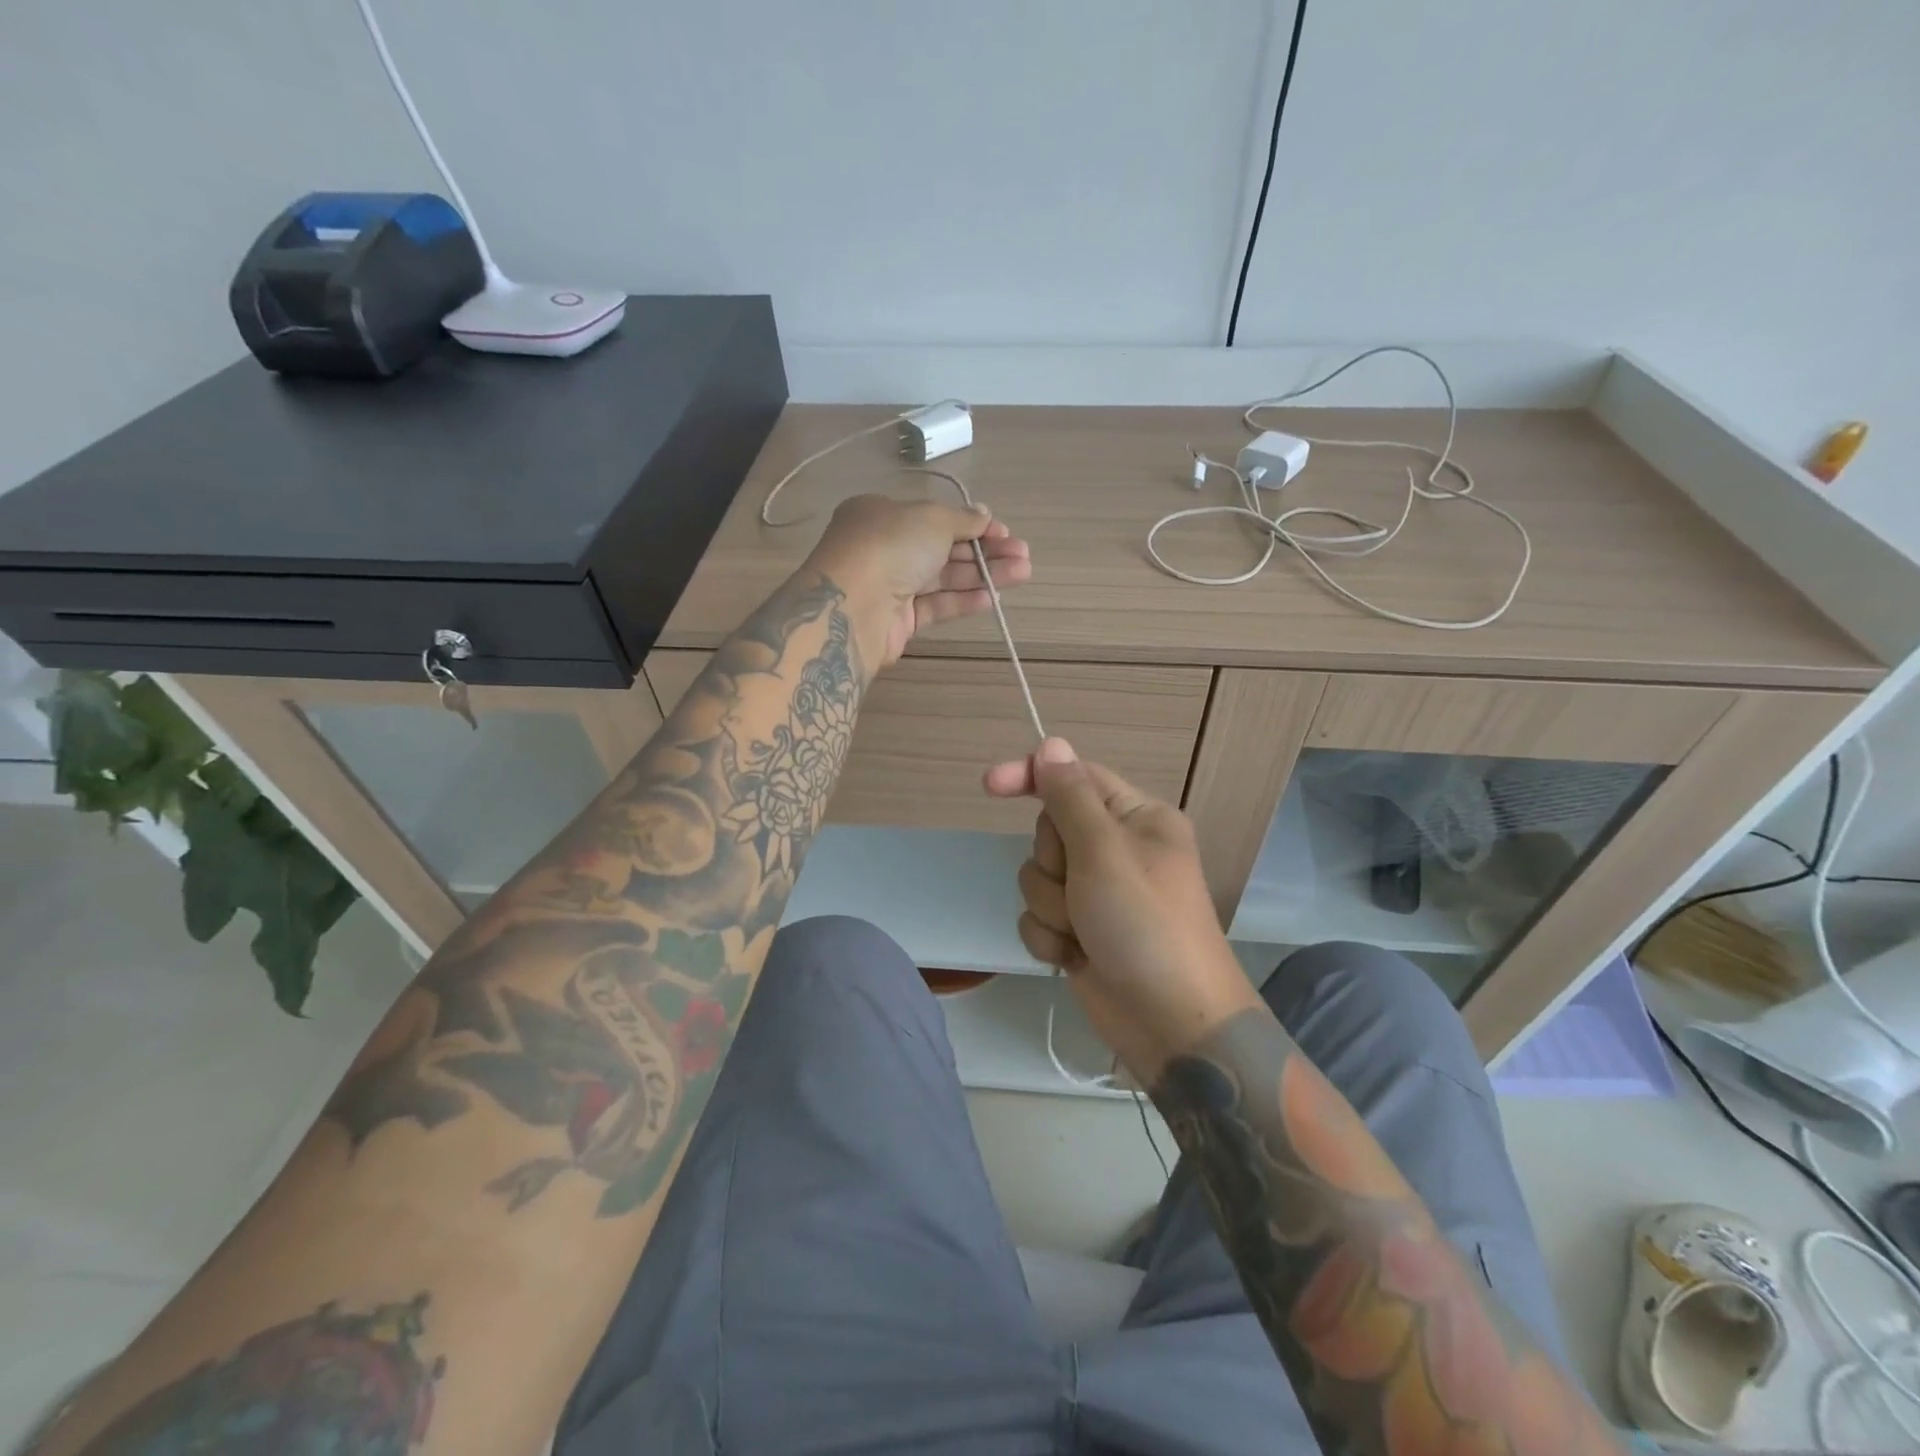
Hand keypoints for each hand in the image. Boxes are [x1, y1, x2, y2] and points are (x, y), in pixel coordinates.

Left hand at [804, 494, 1030, 667]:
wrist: (851, 608)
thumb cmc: (890, 546)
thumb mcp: (931, 518)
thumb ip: (962, 519)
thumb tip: (984, 515)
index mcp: (881, 514)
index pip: (933, 517)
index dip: (971, 523)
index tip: (1003, 531)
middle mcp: (884, 548)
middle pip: (942, 547)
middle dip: (984, 550)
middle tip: (1022, 555)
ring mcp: (890, 586)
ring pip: (943, 578)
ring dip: (982, 574)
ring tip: (1022, 572)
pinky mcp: (897, 621)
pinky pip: (936, 605)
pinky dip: (964, 600)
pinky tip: (993, 597)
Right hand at [985, 738, 1260, 1078]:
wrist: (1171, 1024)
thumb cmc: (1145, 925)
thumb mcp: (1105, 852)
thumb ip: (1070, 796)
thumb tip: (1051, 744)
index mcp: (1136, 818)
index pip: (1075, 777)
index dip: (1031, 776)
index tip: (990, 786)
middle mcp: (1116, 849)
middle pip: (1049, 829)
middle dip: (1053, 863)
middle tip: (1082, 887)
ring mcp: (1096, 893)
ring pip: (1037, 876)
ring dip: (1051, 907)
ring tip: (1084, 932)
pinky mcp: (1079, 931)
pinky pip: (1038, 916)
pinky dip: (1049, 937)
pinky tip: (1074, 957)